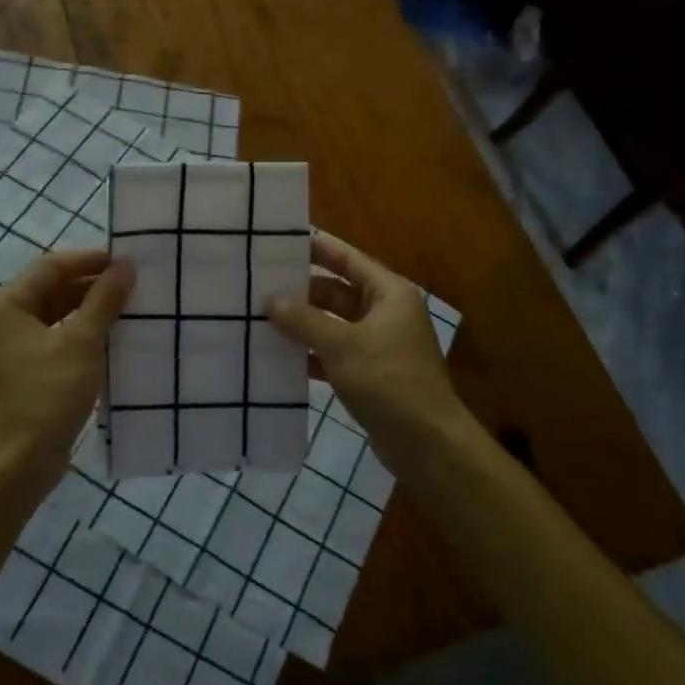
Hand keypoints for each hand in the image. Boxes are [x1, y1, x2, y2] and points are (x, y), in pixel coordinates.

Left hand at [0, 248, 133, 496]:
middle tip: (133, 285)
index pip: (51, 266)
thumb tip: (125, 267)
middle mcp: (3, 321)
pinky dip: (81, 336)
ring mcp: (11, 350)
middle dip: (92, 285)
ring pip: (55, 316)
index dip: (89, 259)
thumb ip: (104, 300)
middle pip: (51, 289)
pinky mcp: (23, 373)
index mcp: (7, 305)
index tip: (127, 261)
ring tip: (129, 308)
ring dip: (89, 311)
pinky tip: (112, 340)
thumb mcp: (82, 343)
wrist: (17, 464)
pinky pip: (55, 341)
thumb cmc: (47, 395)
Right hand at [266, 233, 467, 455]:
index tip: (282, 240)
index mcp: (389, 294)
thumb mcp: (342, 345)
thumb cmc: (389, 381)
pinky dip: (310, 354)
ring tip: (259, 318)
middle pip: (337, 292)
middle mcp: (385, 313)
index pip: (348, 259)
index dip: (318, 248)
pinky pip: (333, 353)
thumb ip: (304, 320)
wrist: (426, 443)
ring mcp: (377, 345)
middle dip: (301, 292)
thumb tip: (269, 299)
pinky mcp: (368, 374)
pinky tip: (278, 357)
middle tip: (258, 286)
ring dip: (302, 324)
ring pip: (332, 324)